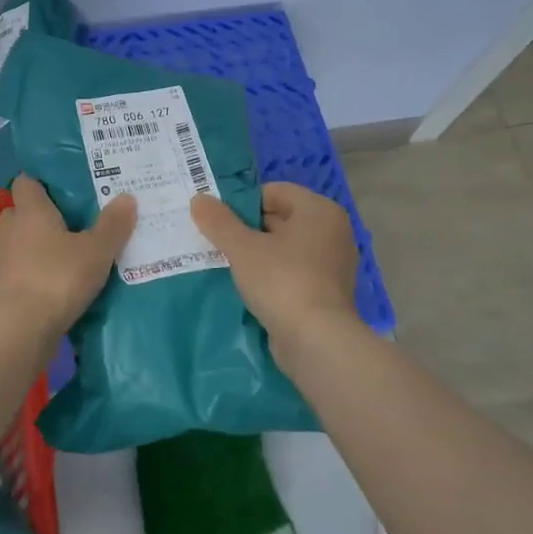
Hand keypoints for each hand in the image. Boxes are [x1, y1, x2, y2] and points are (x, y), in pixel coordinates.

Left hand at [0, 175, 135, 337]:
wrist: (18, 331)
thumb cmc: (56, 278)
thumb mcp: (96, 251)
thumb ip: (112, 225)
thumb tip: (127, 196)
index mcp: (30, 211)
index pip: (26, 182)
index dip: (42, 181)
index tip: (66, 185)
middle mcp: (12, 230)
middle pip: (22, 212)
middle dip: (43, 215)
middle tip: (75, 219)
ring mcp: (5, 262)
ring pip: (23, 244)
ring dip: (42, 247)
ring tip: (75, 252)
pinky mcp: (6, 290)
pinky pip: (25, 271)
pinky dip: (40, 273)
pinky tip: (64, 282)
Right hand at [191, 182, 360, 359]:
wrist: (317, 342)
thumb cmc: (282, 281)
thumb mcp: (242, 248)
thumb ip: (219, 221)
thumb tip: (199, 198)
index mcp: (319, 210)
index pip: (274, 192)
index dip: (242, 203)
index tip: (217, 221)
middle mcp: (332, 232)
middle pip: (280, 219)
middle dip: (247, 229)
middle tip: (216, 242)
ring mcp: (333, 264)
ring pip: (285, 249)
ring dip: (257, 255)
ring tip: (226, 265)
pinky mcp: (327, 293)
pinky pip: (293, 273)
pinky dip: (272, 277)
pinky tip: (247, 288)